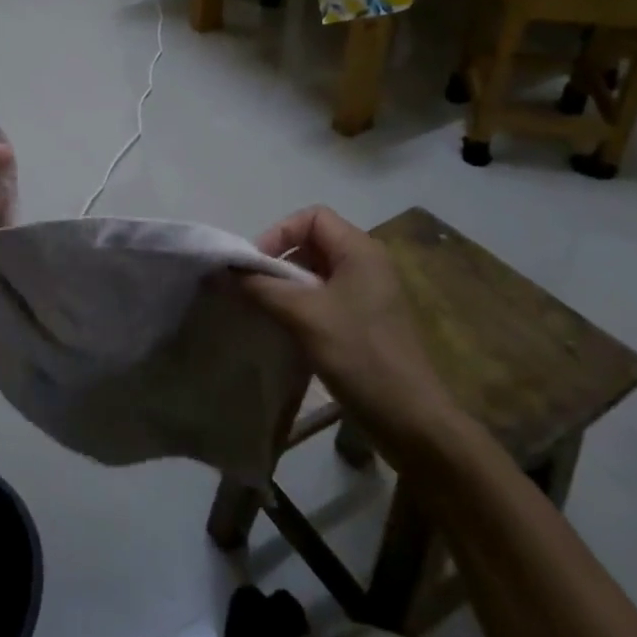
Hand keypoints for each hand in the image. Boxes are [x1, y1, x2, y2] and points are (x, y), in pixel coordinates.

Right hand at [241, 207, 463, 458]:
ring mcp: (369, 292)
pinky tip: (288, 328)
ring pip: (317, 271)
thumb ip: (261, 287)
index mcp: (360, 250)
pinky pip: (327, 295)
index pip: (312, 217)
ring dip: (288, 284)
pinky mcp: (366, 319)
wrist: (410, 419)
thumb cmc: (359, 355)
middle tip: (256, 288)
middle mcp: (368, 263)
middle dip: (280, 258)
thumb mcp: (303, 316)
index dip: (279, 233)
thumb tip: (225, 269)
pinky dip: (302, 303)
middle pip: (313, 241)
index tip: (256, 265)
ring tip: (267, 308)